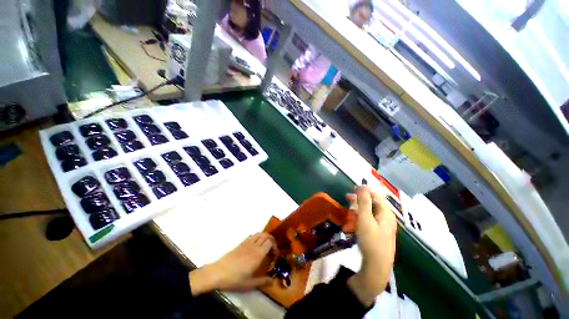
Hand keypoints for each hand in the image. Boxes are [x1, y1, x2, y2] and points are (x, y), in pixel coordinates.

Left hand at [189, 233, 274, 295]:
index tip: (275, 254)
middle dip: (271, 239)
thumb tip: (272, 281)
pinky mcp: (241, 243)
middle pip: (266, 235)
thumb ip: (262, 282)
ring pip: (259, 234)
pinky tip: (255, 246)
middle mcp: (254, 246)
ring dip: (264, 237)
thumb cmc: (235, 279)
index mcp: (258, 254)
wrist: (218, 272)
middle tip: (272, 248)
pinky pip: (252, 236)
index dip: (274, 245)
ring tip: (264, 246)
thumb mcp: (249, 284)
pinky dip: (257, 237)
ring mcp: (247, 243)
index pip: (270, 242)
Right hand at [346, 186, 396, 305]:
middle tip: (346, 198)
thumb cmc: (371, 241)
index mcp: (386, 212)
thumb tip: (363, 185)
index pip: (376, 194)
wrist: (377, 266)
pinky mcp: (379, 232)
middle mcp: (387, 217)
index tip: (352, 190)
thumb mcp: (365, 219)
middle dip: (359, 199)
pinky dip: (361, 217)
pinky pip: (370, 219)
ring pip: (370, 211)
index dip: (364, 190)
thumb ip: (364, 201)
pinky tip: (354, 220)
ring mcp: (384, 225)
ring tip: (349, 210)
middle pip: (373, 202)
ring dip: (359, 208)